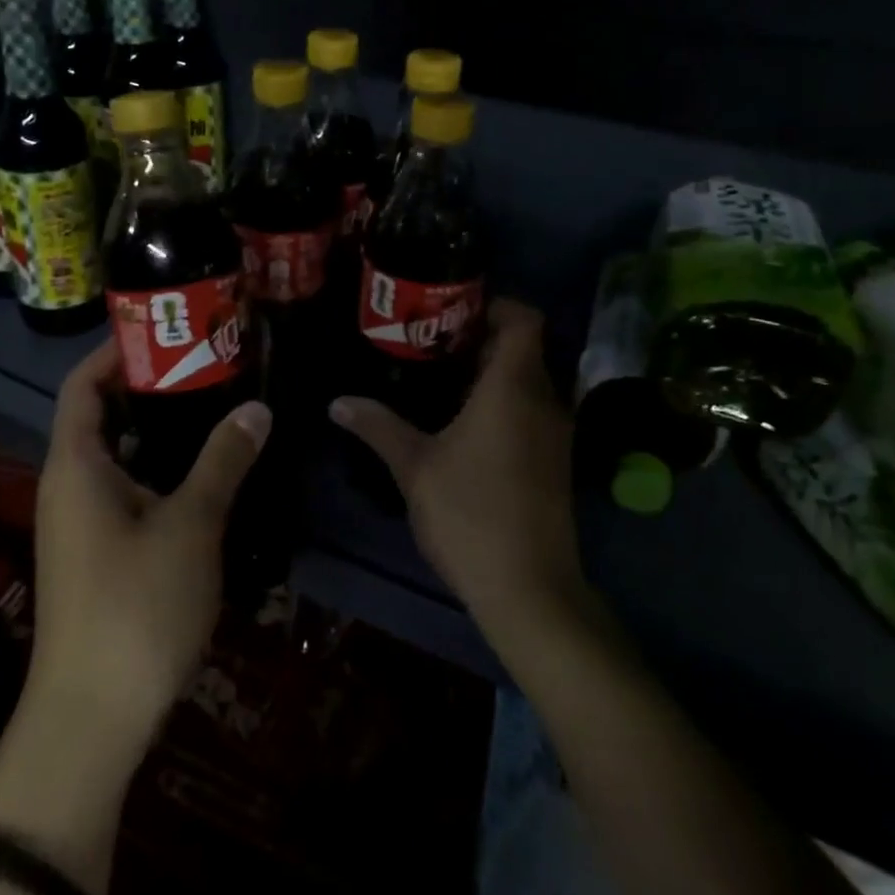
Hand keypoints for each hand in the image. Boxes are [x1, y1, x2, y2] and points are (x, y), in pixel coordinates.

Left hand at [29, 340, 271, 762]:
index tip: (167, 328)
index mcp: (75, 465)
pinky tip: (204, 472)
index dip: (116, 349)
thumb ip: (223, 460)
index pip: (82, 384)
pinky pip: (126, 489)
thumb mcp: (190, 525)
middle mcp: (68, 485)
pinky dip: (159, 468)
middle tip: (207, 362)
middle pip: (101, 414)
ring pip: (118, 455)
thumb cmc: (135, 608)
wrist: (91, 721)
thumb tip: (258, 409)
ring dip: (159, 428)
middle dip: (149, 385)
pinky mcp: (98, 554)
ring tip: (214, 405)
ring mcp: (81, 523)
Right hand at [331, 299, 582, 630]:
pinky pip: (533, 410)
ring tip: (441, 379)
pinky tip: (464, 425)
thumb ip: (378, 426)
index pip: (524, 319)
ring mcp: (556, 433)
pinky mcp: (556, 461)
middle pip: (524, 348)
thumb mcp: (414, 467)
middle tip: (431, 343)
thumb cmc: (470, 514)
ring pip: (529, 381)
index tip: (454, 310)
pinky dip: (505, 403)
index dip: (495, 304)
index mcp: (513, 388)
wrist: (530, 590)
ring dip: (492, 374)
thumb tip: (338, 401)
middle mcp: (544, 400)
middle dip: (481, 339)